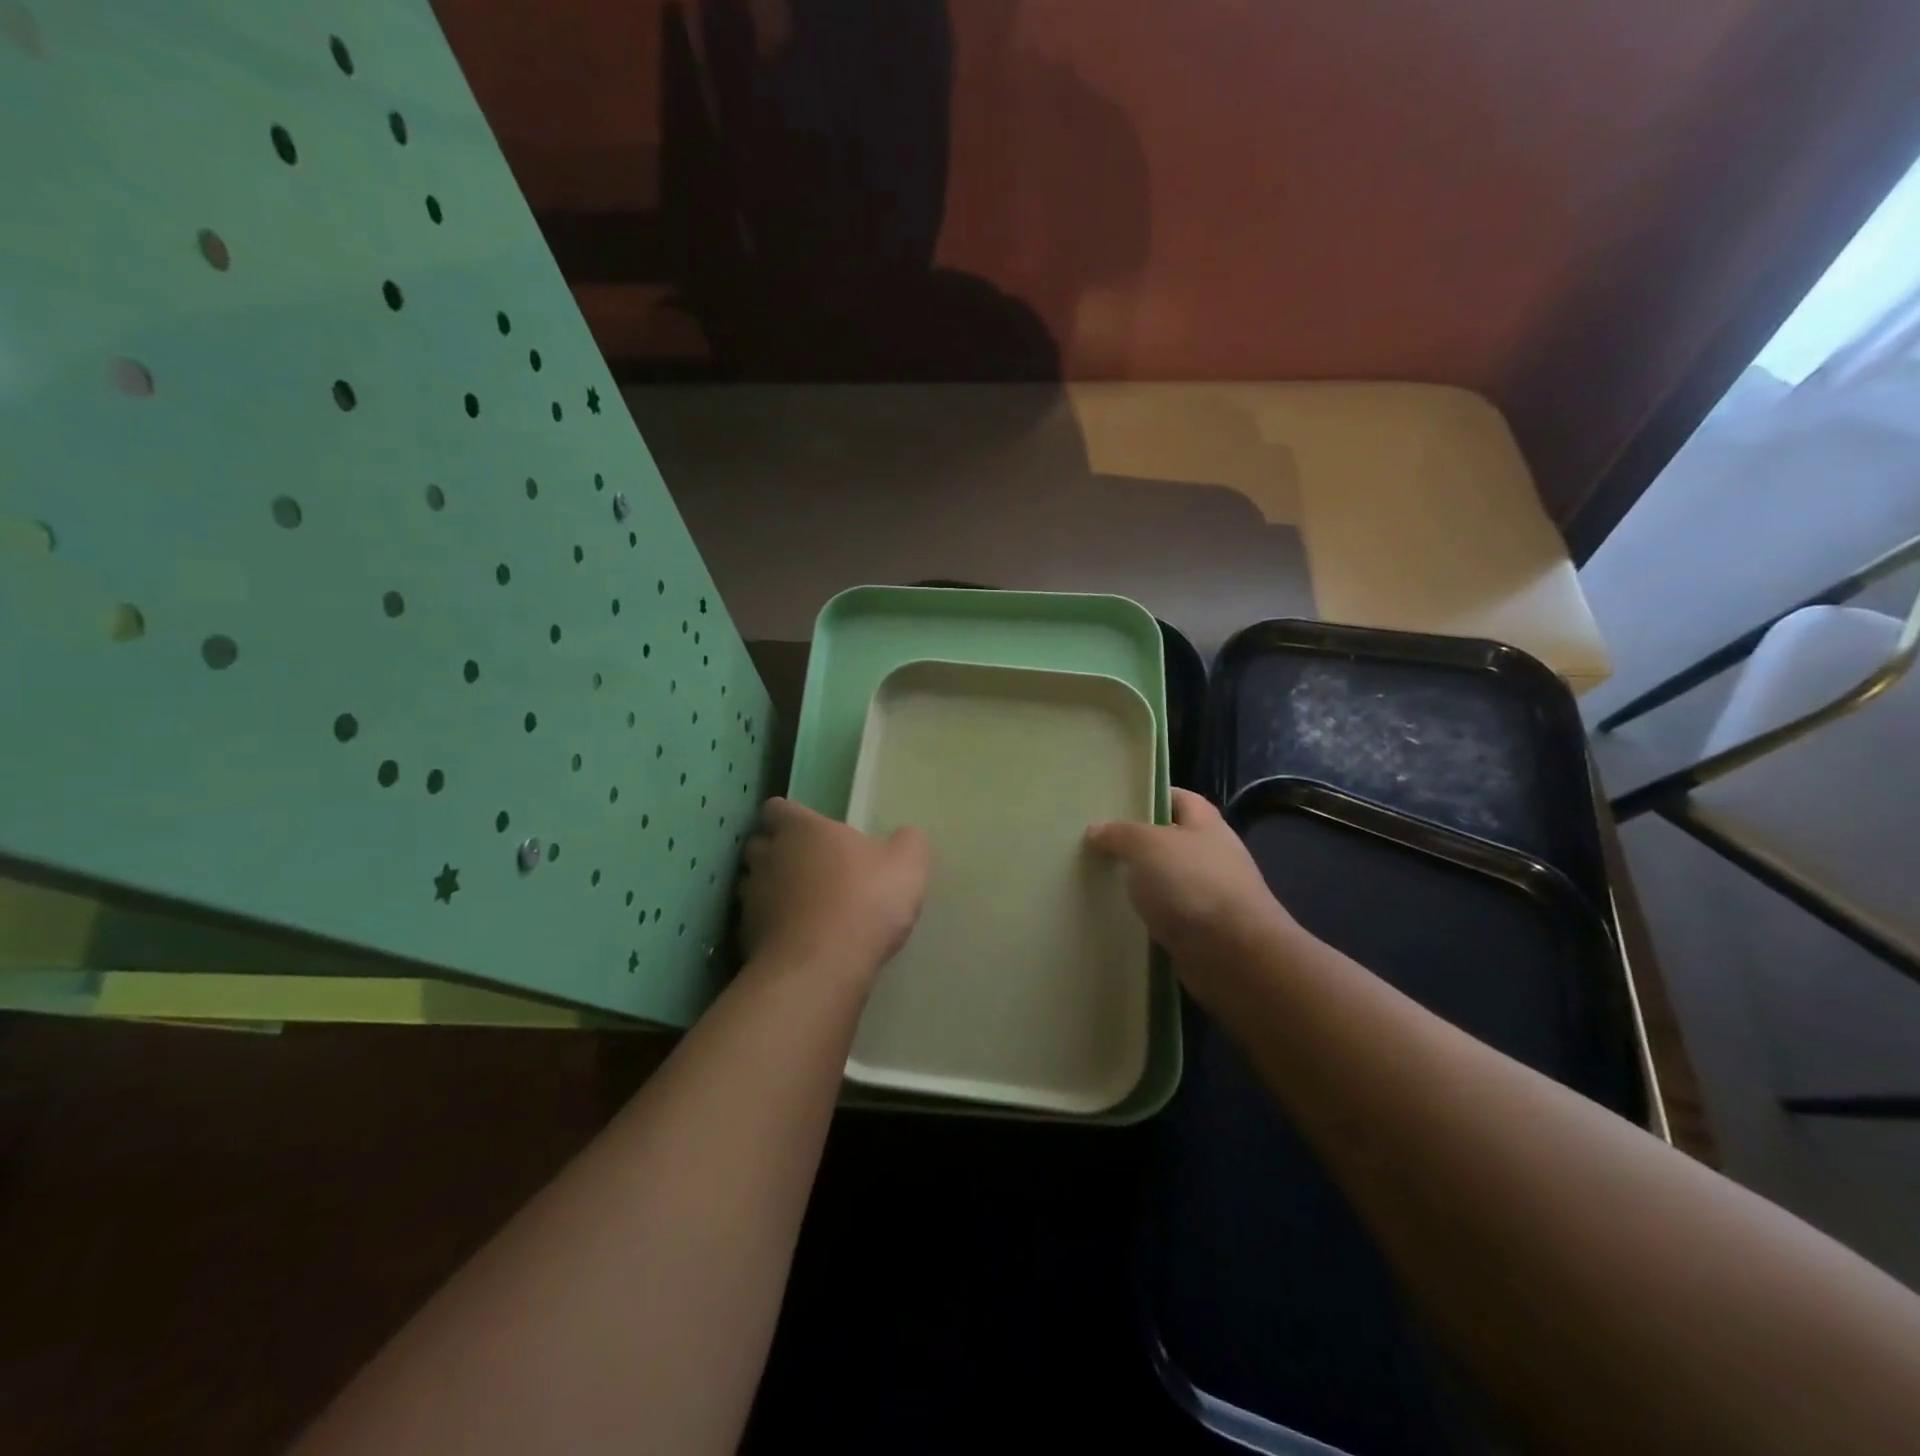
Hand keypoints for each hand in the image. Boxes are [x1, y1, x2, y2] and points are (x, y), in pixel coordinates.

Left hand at [740, 797, 930, 984]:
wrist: (821, 969)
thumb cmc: (864, 901)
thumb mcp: (907, 866)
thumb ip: (908, 843)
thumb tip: (906, 836)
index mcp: (801, 829)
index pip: (778, 808)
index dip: (790, 817)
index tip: (810, 830)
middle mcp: (768, 857)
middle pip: (760, 845)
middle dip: (777, 853)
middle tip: (809, 867)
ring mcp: (752, 900)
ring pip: (754, 886)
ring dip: (772, 892)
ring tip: (802, 908)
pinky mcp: (746, 939)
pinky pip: (756, 925)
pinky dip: (772, 929)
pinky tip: (798, 942)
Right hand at [1086, 789, 1299, 973]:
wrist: (1234, 955)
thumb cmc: (1192, 884)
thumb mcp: (1147, 845)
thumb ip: (1119, 834)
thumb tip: (1096, 830)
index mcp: (1205, 823)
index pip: (1177, 798)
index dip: (1148, 796)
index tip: (1113, 803)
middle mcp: (1210, 854)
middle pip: (1167, 840)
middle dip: (1134, 843)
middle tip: (1093, 844)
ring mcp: (1207, 894)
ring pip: (1164, 880)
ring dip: (1137, 883)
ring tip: (1095, 879)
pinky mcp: (1200, 930)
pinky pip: (1165, 915)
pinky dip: (1144, 916)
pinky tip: (1116, 917)